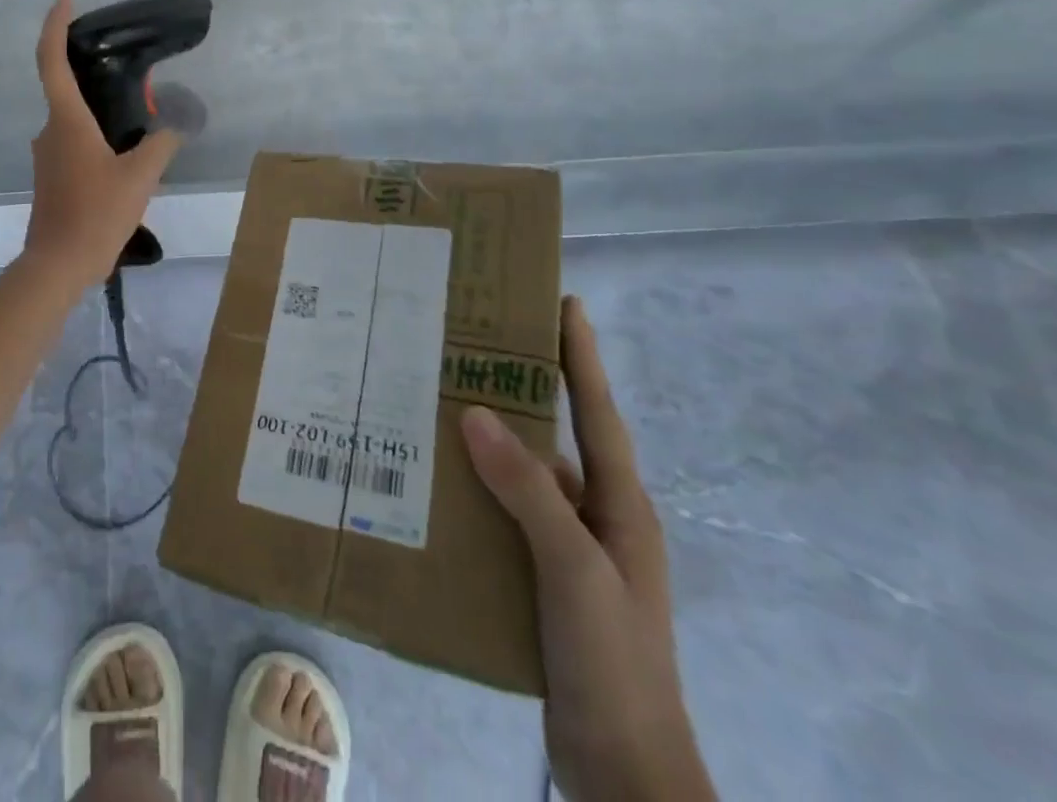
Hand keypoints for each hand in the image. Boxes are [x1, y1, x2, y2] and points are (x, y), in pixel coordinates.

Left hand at [22, 0, 183, 286]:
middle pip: (66, 89)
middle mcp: (49, 131)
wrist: (59, 264)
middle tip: (133, 75)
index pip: (51, 60)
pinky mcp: (51, 176)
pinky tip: (124, 156)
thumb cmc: (96, 213)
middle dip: (95, 76)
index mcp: (66, 121)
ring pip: (73, 121)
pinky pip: (73, 143)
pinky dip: (95, 137)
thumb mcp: (141, 176)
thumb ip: (162, 142)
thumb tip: (176, 122)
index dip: (55, 24)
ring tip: (139, 121)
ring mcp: (46, 155)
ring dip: (100, 114)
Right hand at [461, 297, 714, 801]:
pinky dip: (473, 490)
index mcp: (618, 504)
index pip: (596, 411)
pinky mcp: (540, 578)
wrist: (623, 770)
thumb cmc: (613, 659)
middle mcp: (594, 516)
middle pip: (554, 434)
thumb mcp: (574, 568)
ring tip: (434, 401)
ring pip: (521, 475)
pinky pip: (502, 514)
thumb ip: (528, 490)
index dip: (581, 356)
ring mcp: (567, 549)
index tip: (565, 301)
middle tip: (471, 344)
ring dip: (487, 441)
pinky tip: (433, 481)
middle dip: (520, 388)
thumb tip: (475, 412)